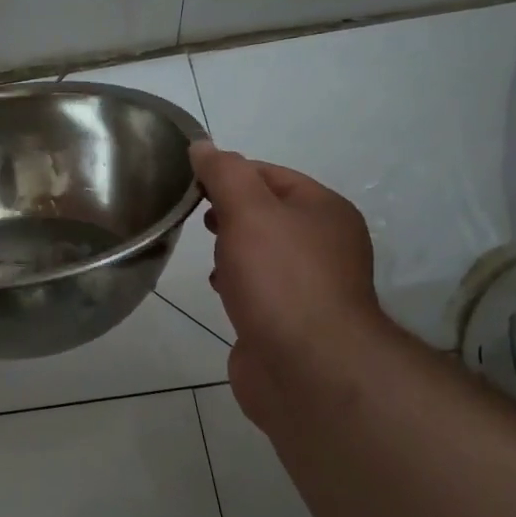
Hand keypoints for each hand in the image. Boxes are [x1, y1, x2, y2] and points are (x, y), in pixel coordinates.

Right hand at [190, 142, 397, 433]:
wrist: (308, 370)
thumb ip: (224, 174)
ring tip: (205, 251)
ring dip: (232, 247)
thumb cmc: (280, 279)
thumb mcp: (249, 211)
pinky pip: (260, 288)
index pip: (270, 174)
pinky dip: (237, 282)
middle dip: (229, 210)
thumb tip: (203, 146)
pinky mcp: (292, 321)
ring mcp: (310, 286)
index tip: (190, 182)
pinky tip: (219, 289)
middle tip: (196, 215)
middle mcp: (324, 244)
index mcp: (324, 210)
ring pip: (263, 252)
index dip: (229, 172)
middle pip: (268, 212)